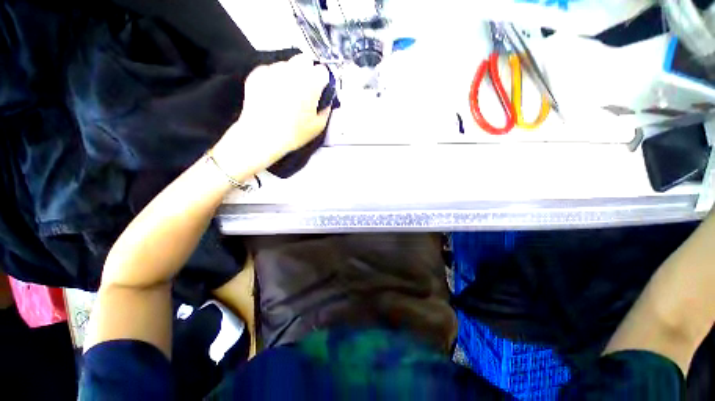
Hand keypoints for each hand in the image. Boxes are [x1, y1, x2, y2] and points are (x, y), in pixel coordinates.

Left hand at [212, 55, 330, 178]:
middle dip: (307, 71)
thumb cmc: (292, 134)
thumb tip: (326, 102)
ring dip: (290, 74)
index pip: (322, 70)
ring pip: (287, 64)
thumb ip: (326, 110)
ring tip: (287, 94)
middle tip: (305, 89)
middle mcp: (292, 72)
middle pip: (304, 60)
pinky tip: (273, 94)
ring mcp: (273, 70)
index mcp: (310, 84)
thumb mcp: (318, 127)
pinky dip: (274, 78)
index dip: (322, 80)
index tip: (320, 88)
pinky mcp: (258, 74)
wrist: (262, 136)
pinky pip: (271, 70)